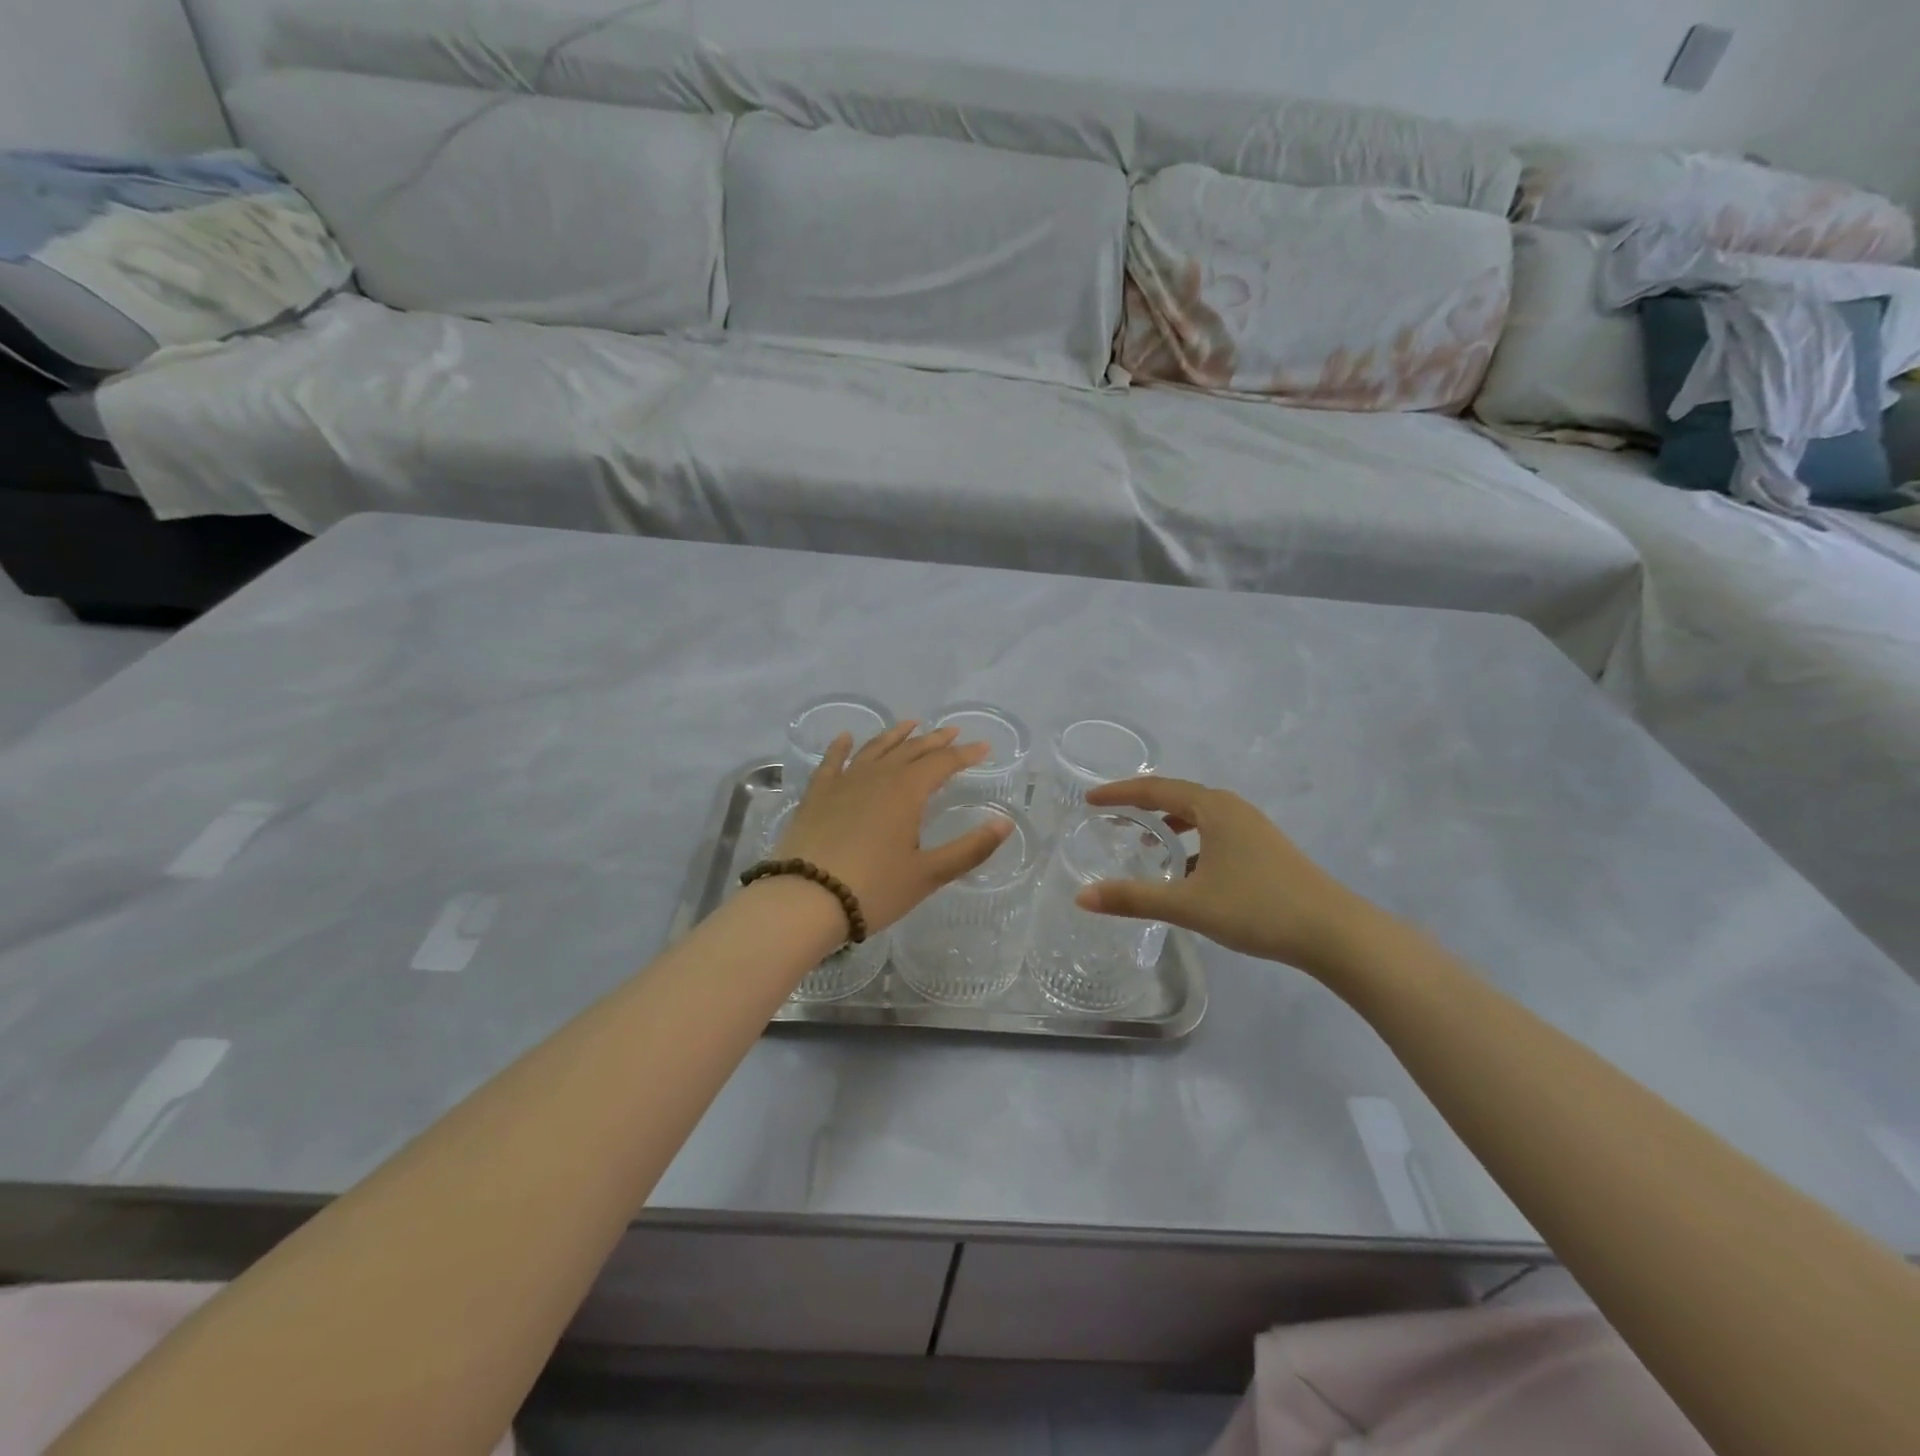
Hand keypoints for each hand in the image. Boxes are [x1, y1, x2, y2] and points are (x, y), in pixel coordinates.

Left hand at [773, 722, 1012, 933]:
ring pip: (874, 749)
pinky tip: (846, 738)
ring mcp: (843, 783)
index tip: (983, 747)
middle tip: (952, 731)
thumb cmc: (874, 889)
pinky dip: (841, 747)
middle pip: (910, 751)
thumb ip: (970, 848)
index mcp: (907, 792)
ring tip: (910, 724)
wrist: (805, 900)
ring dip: (895, 736)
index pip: (942, 764)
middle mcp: (877, 777)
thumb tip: (1005, 823)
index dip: (965, 754)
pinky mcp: (816, 795)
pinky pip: (832, 762)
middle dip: (934, 740)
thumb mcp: (928, 874)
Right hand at [1075, 777, 1381, 976]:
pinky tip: (1186, 873)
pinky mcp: (1264, 849)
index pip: (1155, 789)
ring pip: (1199, 817)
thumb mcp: (1188, 904)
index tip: (1089, 800)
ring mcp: (1252, 828)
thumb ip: (1133, 898)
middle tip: (1110, 819)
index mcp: (1213, 808)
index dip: (1119, 793)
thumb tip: (1082, 897)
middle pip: (1177, 797)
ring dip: (1168, 825)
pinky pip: (1215, 834)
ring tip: (1144, 845)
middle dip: (1141, 806)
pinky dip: (1191, 843)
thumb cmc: (1257, 908)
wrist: (1333, 932)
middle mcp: (1232, 808)